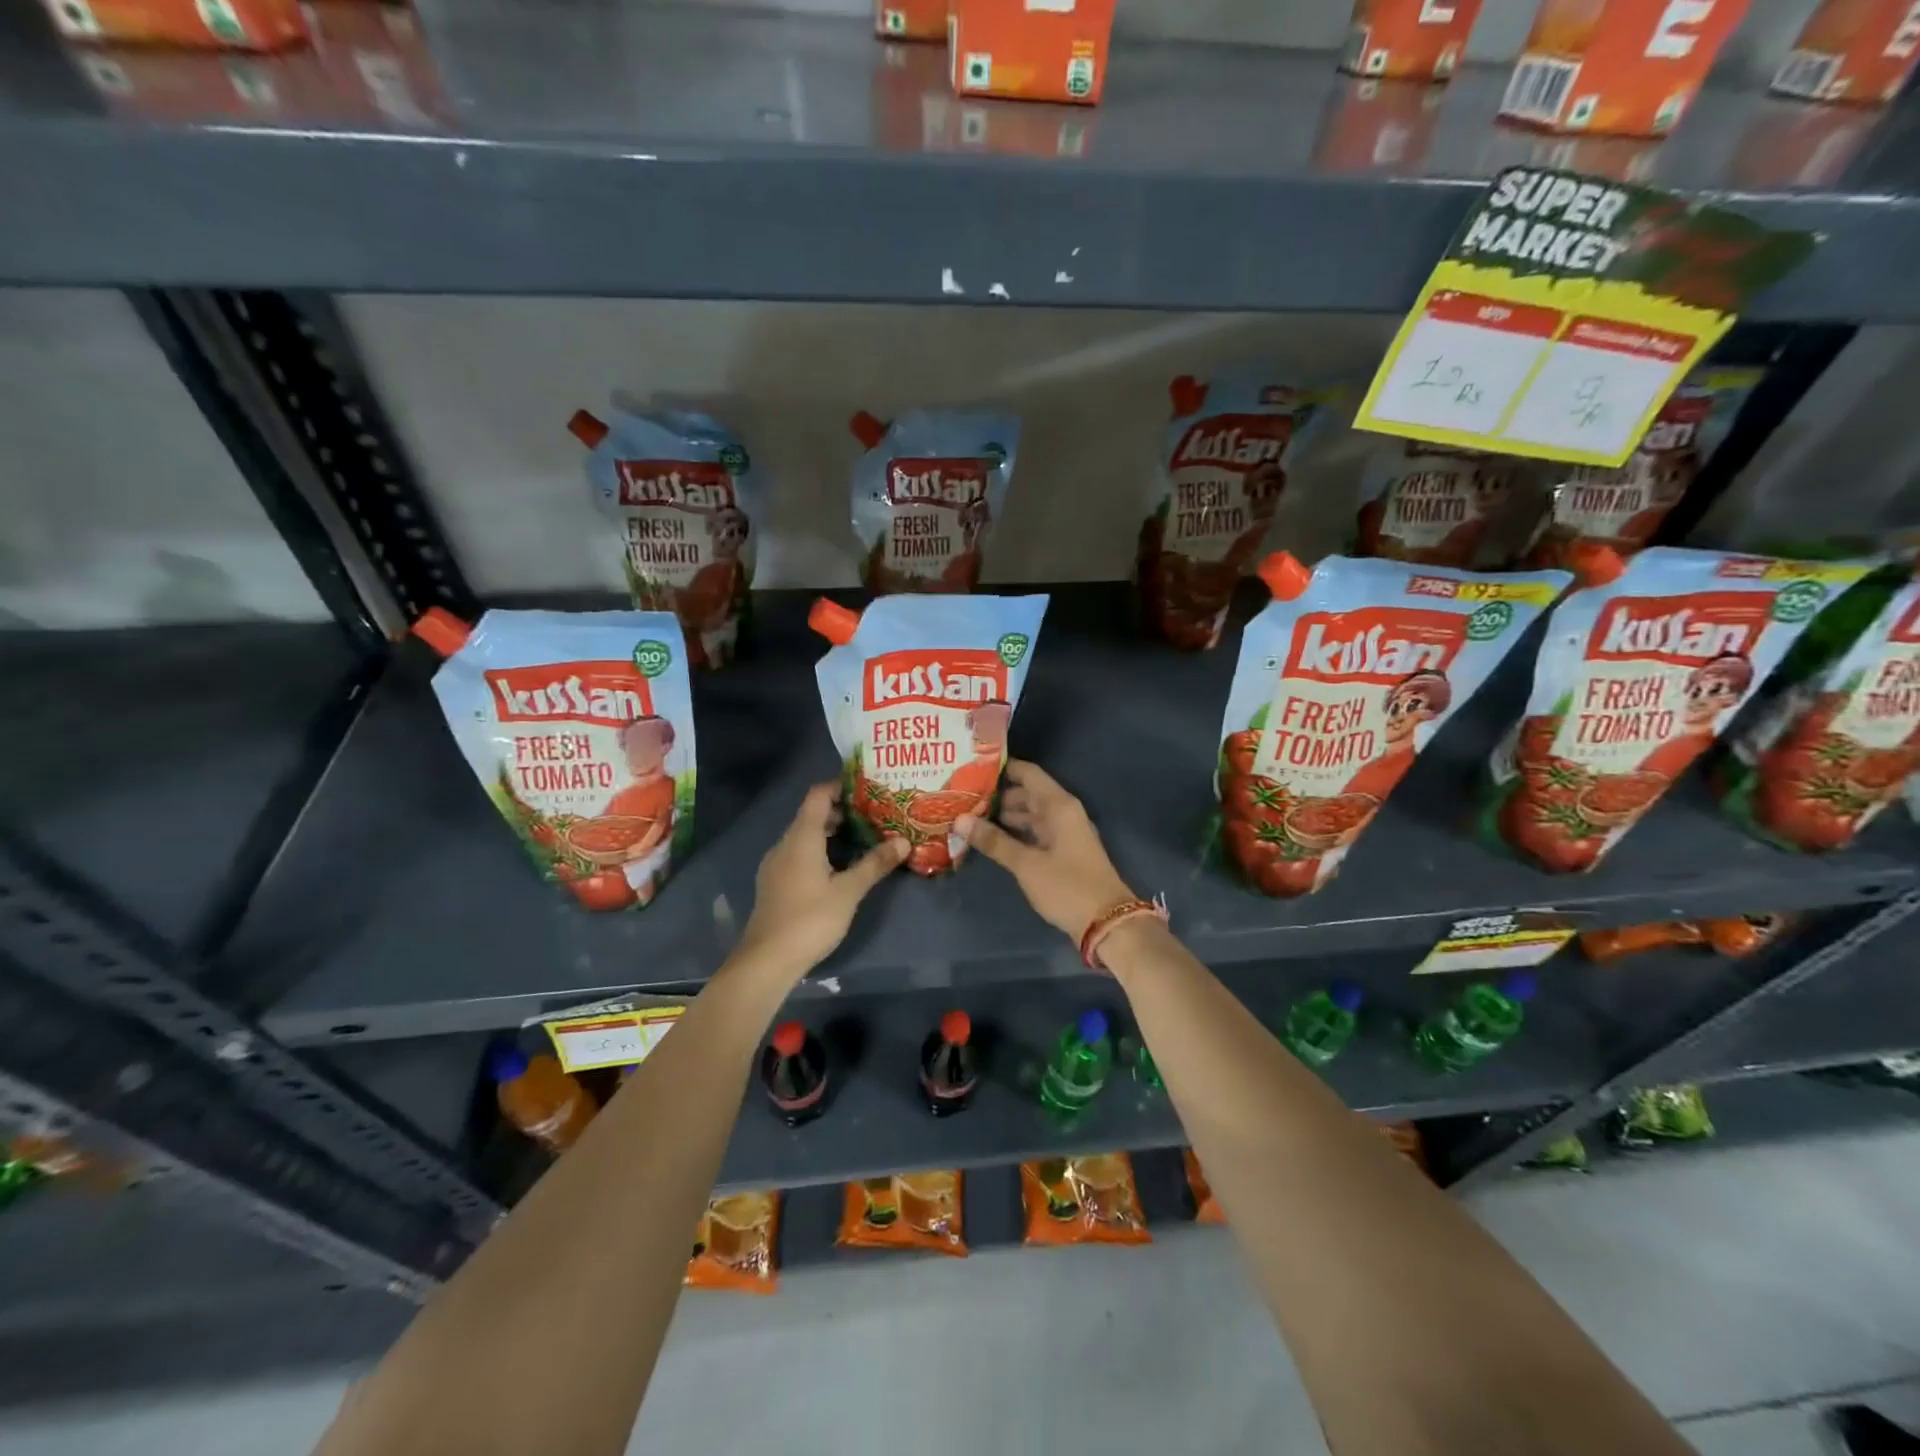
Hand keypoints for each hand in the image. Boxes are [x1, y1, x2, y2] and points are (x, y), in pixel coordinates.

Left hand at [733, 783, 907, 982]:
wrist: (767, 960)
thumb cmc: (810, 919)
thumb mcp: (849, 891)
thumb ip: (875, 864)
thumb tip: (903, 841)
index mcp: (801, 838)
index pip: (818, 795)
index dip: (840, 786)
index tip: (868, 789)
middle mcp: (785, 844)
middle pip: (812, 815)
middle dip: (842, 812)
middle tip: (875, 815)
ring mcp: (776, 865)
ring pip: (805, 837)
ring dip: (832, 834)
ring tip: (863, 839)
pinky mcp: (775, 883)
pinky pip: (799, 854)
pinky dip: (820, 851)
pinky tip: (839, 867)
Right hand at [956, 759, 1134, 940]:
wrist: (1107, 922)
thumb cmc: (1067, 887)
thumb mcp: (1026, 864)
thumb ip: (994, 841)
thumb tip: (960, 819)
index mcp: (1059, 806)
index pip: (1028, 773)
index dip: (1002, 768)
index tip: (972, 768)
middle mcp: (1063, 813)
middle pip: (1027, 793)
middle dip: (997, 795)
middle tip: (963, 797)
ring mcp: (1064, 833)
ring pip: (1031, 815)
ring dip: (1005, 816)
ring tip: (970, 818)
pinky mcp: (1063, 853)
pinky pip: (1035, 833)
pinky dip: (1016, 833)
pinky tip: (992, 840)